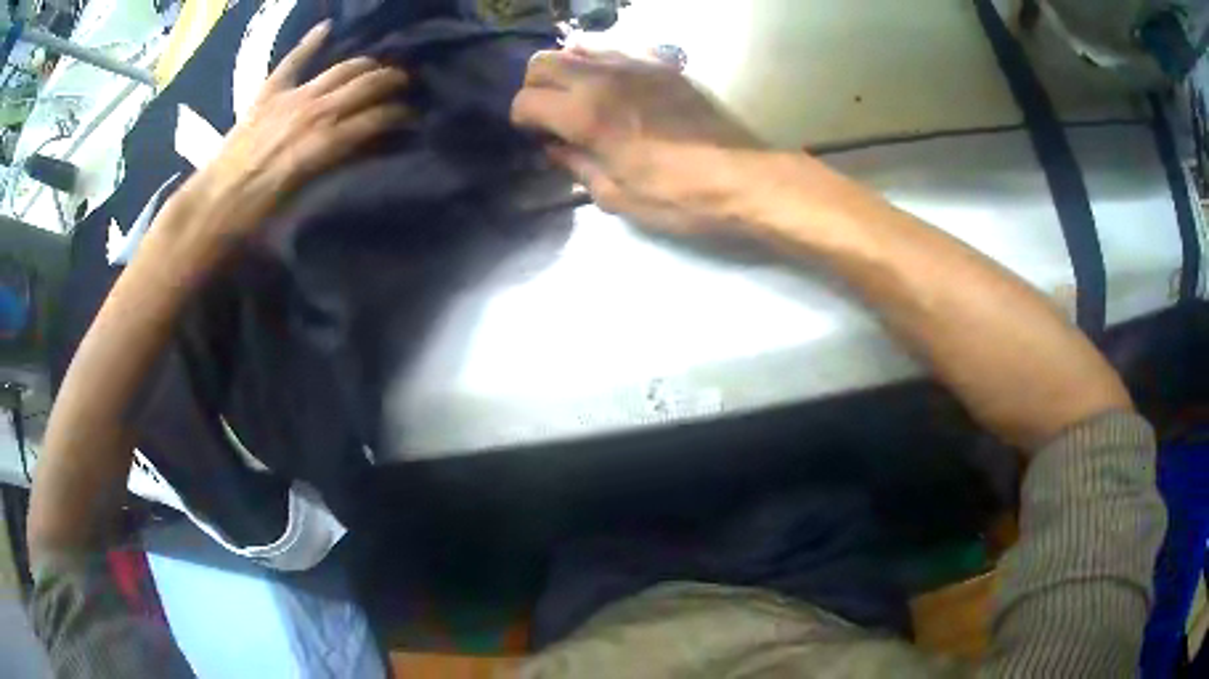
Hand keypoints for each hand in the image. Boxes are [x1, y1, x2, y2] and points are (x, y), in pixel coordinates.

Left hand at [169, 21, 410, 261]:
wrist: (214, 205)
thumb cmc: (259, 216)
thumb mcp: (306, 199)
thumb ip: (337, 169)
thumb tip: (362, 153)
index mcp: (326, 142)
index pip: (377, 119)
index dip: (401, 116)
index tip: (414, 118)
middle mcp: (316, 111)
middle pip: (365, 85)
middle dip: (391, 82)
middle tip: (405, 85)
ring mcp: (292, 96)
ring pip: (341, 69)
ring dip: (365, 64)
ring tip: (377, 66)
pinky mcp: (269, 93)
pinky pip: (293, 60)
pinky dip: (310, 42)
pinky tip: (327, 27)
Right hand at [511, 48, 765, 234]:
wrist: (742, 177)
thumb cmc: (677, 197)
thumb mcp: (616, 196)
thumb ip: (575, 165)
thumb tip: (555, 147)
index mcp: (586, 114)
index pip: (526, 100)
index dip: (523, 121)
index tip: (537, 138)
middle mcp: (603, 78)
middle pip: (542, 61)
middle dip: (534, 87)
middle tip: (550, 114)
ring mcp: (634, 63)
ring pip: (577, 46)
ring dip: (566, 69)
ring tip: (579, 96)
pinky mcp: (661, 63)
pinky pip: (616, 48)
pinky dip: (601, 62)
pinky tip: (614, 86)